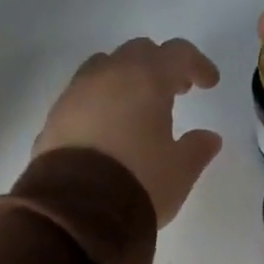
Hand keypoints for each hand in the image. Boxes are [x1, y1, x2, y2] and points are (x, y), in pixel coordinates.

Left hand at [33, 37, 222, 225]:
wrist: (76, 210)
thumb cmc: (140, 182)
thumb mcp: (180, 170)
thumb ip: (197, 148)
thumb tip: (208, 137)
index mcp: (145, 79)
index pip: (177, 53)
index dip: (197, 64)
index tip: (209, 84)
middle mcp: (108, 75)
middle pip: (138, 52)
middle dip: (160, 66)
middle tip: (175, 92)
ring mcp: (75, 93)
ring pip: (104, 67)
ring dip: (126, 79)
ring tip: (138, 109)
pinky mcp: (54, 117)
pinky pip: (83, 95)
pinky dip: (102, 101)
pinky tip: (110, 130)